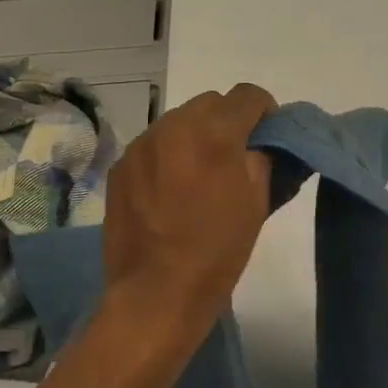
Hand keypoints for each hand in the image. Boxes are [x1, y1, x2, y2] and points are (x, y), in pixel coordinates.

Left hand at [102, 84, 277, 337]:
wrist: (155, 292)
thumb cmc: (216, 252)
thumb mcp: (256, 204)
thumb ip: (260, 159)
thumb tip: (257, 143)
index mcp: (214, 134)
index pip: (247, 95)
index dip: (264, 111)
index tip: (266, 134)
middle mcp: (174, 126)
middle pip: (210, 103)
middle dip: (227, 121)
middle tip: (234, 156)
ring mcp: (142, 145)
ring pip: (178, 120)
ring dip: (195, 135)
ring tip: (198, 175)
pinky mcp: (121, 165)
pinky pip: (153, 145)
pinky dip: (168, 155)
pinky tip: (169, 190)